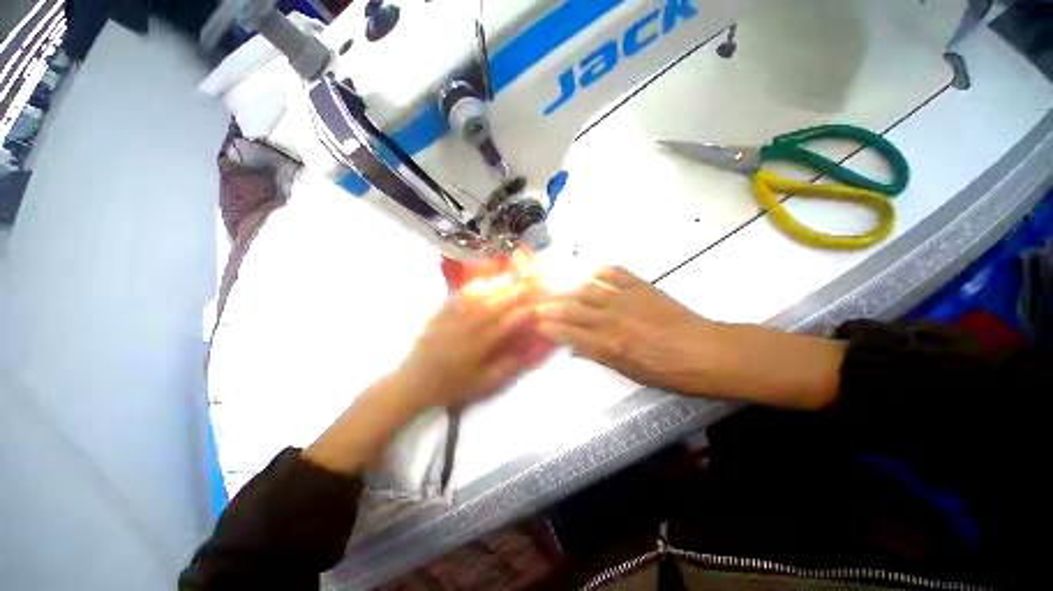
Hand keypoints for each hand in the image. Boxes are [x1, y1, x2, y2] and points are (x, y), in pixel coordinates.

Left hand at [397, 279, 550, 409]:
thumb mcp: (481, 385)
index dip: (519, 317)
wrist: (413, 383)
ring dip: (493, 287)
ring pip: (474, 300)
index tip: (534, 308)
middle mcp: (462, 333)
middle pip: (489, 309)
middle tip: (526, 284)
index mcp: (474, 351)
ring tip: (509, 278)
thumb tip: (526, 352)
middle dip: (510, 295)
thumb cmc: (451, 386)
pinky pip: (455, 298)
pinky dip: (471, 287)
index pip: (501, 329)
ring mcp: (448, 321)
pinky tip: (482, 280)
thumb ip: (505, 369)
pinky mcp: (438, 315)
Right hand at [536, 266, 716, 394]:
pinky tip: (592, 272)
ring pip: (589, 290)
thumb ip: (599, 356)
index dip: (551, 328)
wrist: (706, 352)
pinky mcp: (642, 287)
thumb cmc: (669, 372)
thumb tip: (574, 348)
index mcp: (610, 346)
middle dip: (552, 307)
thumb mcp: (630, 373)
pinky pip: (616, 273)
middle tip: (537, 304)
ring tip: (559, 291)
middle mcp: (613, 320)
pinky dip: (602, 271)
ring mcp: (627, 300)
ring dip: (570, 290)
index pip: (570, 334)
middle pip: (574, 309)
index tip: (537, 324)